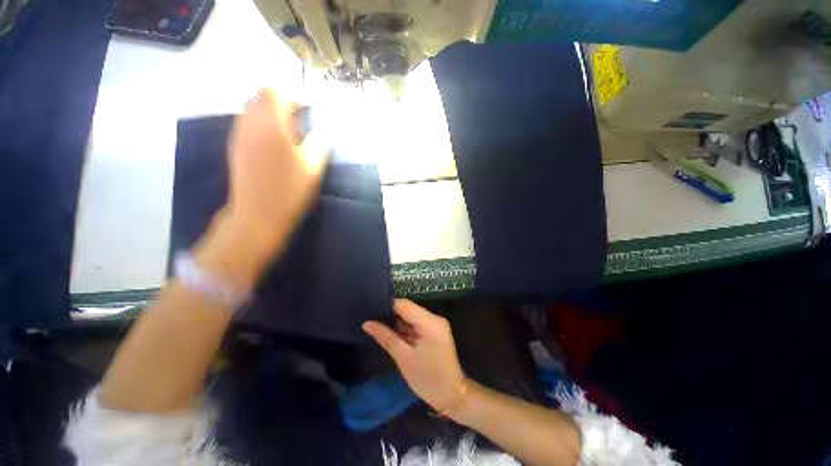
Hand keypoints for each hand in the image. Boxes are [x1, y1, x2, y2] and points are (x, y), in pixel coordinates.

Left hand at [226, 88, 328, 246]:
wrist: (257, 214)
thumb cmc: (288, 190)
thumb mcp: (313, 168)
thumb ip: (319, 144)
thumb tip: (321, 132)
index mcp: (271, 125)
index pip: (274, 91)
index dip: (290, 95)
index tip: (304, 110)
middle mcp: (250, 123)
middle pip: (260, 96)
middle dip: (279, 102)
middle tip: (297, 122)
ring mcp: (239, 134)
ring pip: (251, 109)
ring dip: (269, 114)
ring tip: (286, 134)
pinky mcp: (235, 146)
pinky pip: (247, 123)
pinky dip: (260, 125)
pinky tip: (273, 145)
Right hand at [363, 299, 466, 411]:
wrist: (452, 396)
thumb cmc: (428, 379)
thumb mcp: (403, 358)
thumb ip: (386, 337)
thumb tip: (367, 323)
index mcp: (430, 322)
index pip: (404, 304)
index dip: (387, 306)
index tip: (370, 310)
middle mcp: (434, 318)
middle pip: (408, 308)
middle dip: (390, 314)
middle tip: (371, 319)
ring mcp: (436, 324)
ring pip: (411, 316)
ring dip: (397, 321)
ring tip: (376, 324)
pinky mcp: (435, 331)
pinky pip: (416, 323)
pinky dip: (404, 327)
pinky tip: (390, 331)